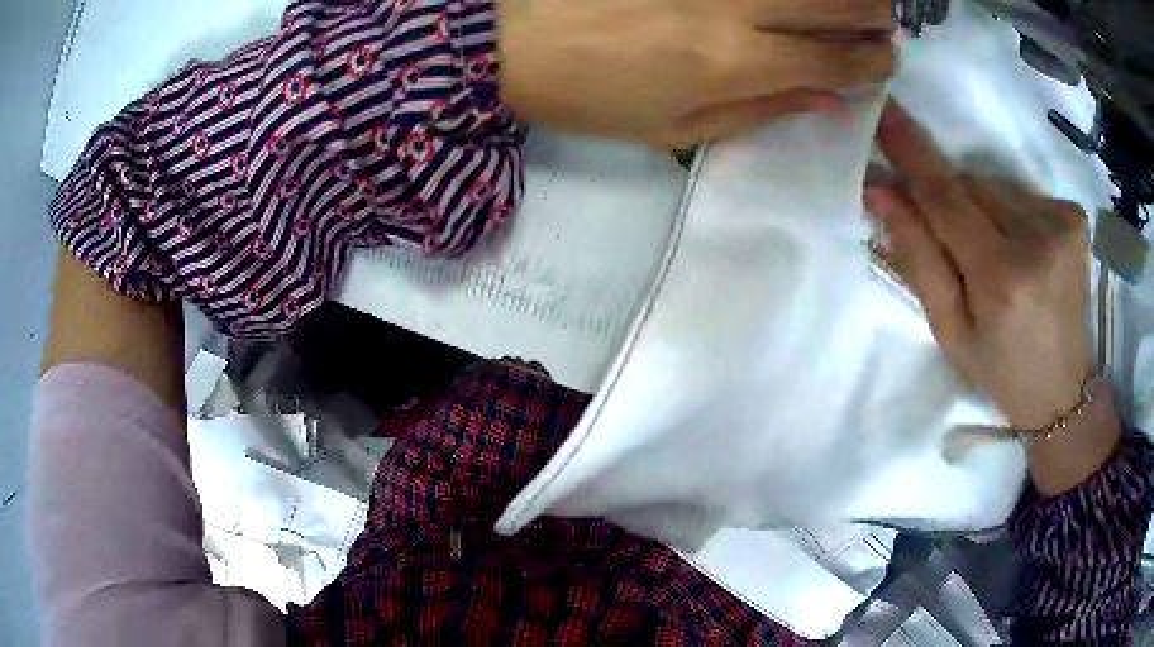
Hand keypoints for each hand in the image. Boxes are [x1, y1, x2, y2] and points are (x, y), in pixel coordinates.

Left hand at [497, 0, 895, 146]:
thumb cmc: (593, 95)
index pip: (833, 59)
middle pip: (832, 2)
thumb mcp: (677, 129)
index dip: (870, 62)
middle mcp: (736, 7)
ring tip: (861, 1)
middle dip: (871, 14)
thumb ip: (761, 109)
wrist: (512, 41)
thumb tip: (828, 100)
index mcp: (736, 63)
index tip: (886, 60)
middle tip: (883, 22)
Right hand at [866, 101, 1093, 431]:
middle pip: (970, 185)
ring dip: (985, 210)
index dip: (911, 153)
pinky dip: (1012, 212)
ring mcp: (1062, 223)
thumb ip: (918, 259)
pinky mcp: (1075, 216)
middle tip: (963, 252)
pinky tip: (1025, 252)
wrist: (1063, 390)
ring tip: (999, 259)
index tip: (882, 111)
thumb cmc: (1000, 370)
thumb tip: (882, 192)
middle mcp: (1037, 239)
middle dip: (953, 204)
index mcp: (1001, 278)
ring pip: (995, 185)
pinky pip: (1022, 192)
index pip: (946, 196)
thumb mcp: (950, 331)